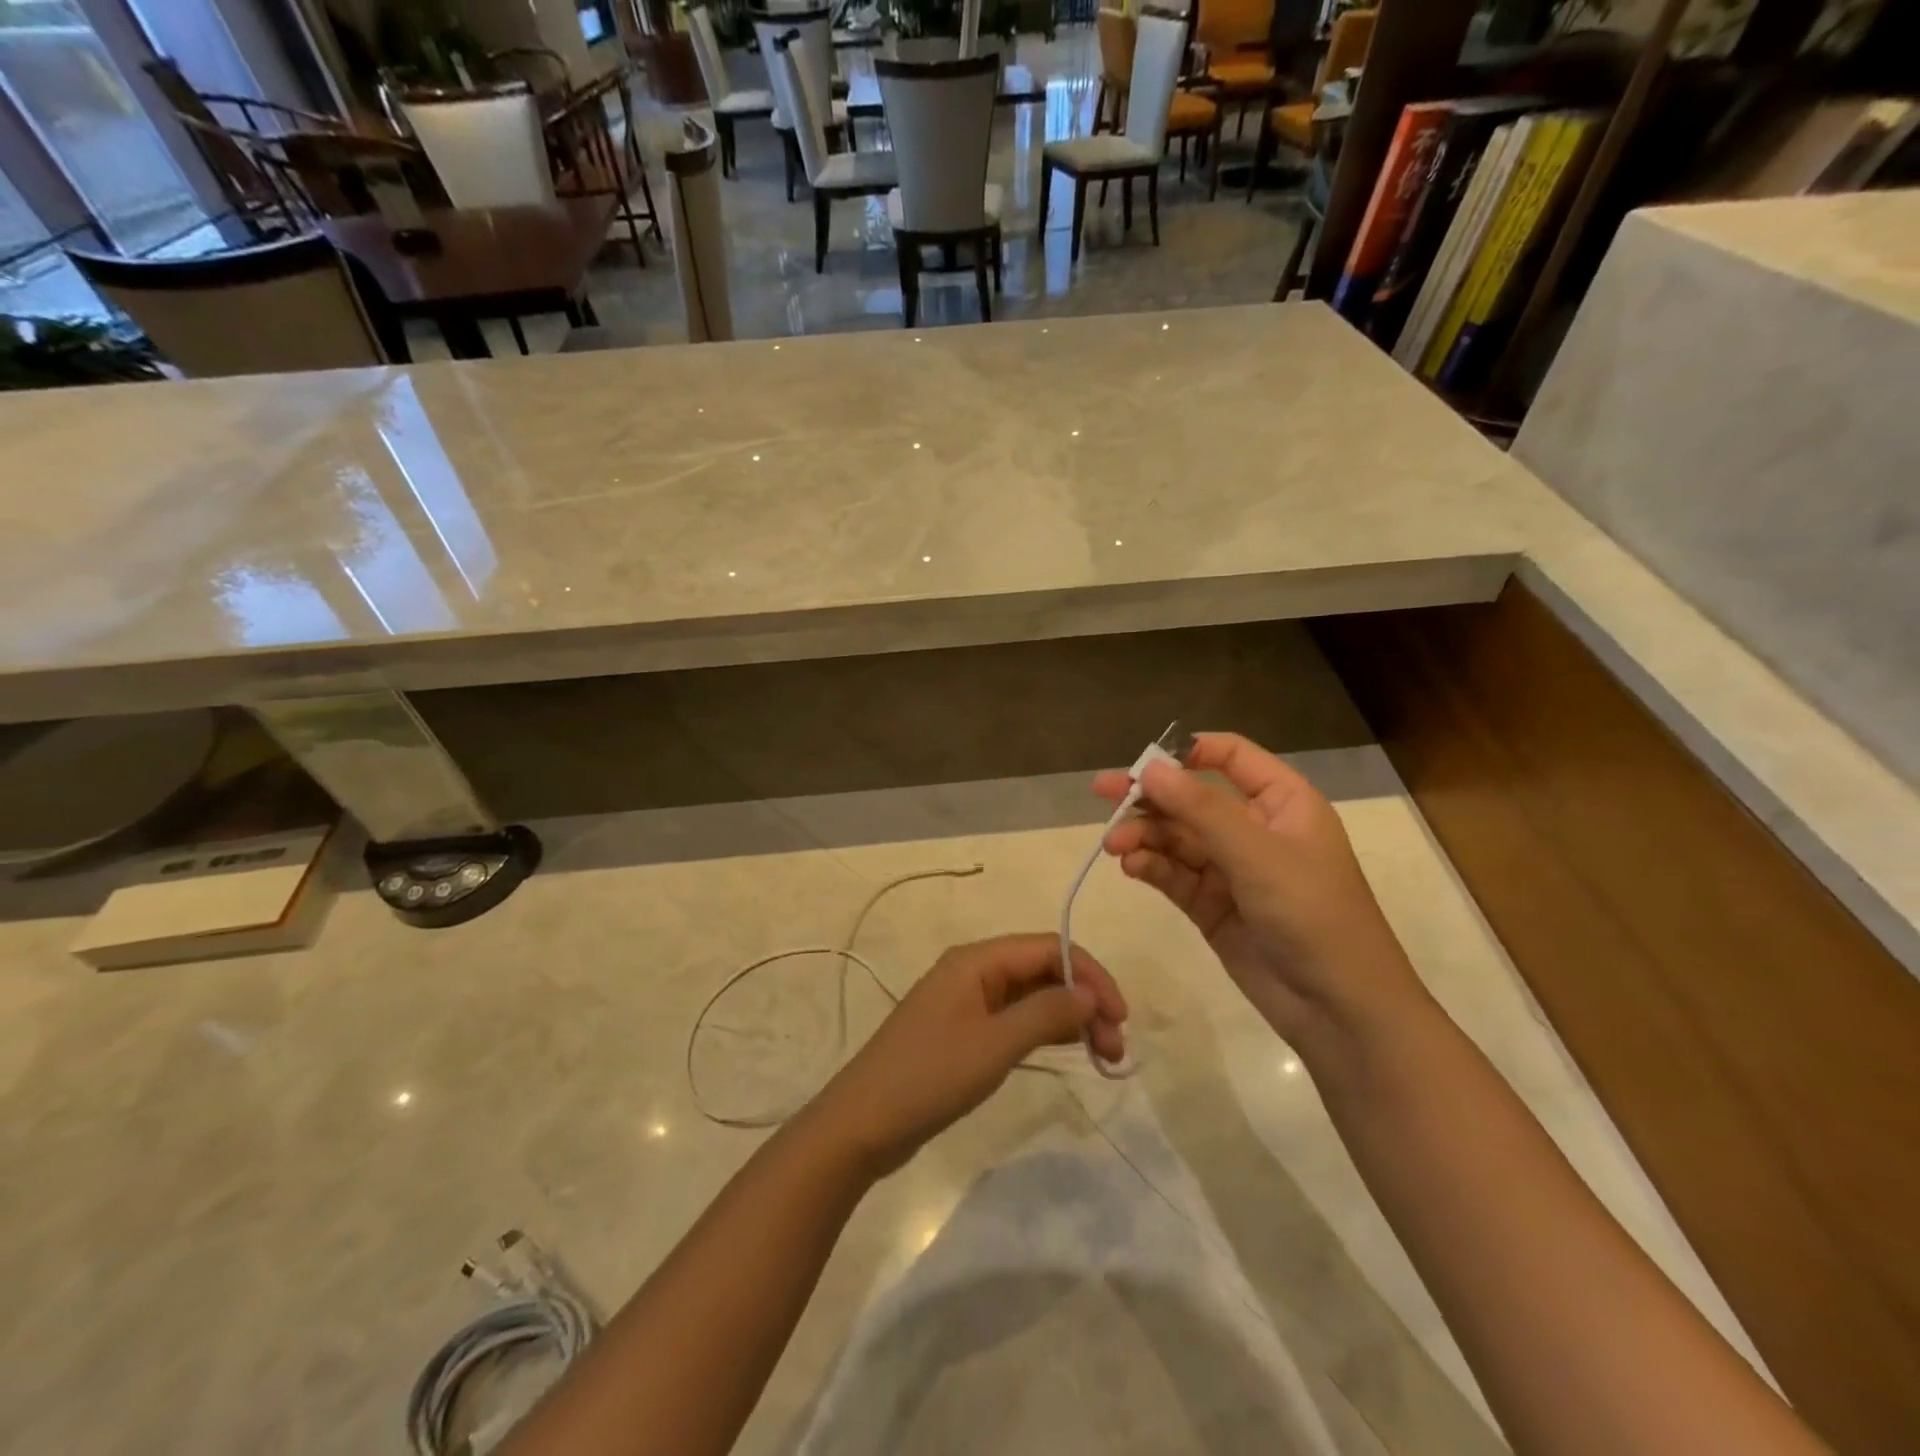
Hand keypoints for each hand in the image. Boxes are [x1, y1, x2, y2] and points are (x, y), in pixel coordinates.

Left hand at [811, 934, 1127, 1176]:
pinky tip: (1070, 1051)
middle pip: (1042, 970)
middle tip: (1115, 1047)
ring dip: (1068, 1018)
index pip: (1048, 948)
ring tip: (1104, 1054)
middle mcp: (973, 971)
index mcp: (977, 960)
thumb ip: (1046, 1014)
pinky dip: (1044, 1032)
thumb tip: (1089, 993)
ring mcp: (967, 1002)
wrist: (864, 1123)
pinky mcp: (964, 1031)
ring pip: (1031, 996)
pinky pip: (1015, 1019)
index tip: (1121, 1015)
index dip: (1090, 974)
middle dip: (1083, 1000)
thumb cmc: (930, 1077)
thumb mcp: (995, 1044)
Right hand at [1093, 732, 1422, 1041]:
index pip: (1231, 756)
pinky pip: (1173, 874)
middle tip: (1103, 794)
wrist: (1338, 1008)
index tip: (1145, 762)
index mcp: (1281, 802)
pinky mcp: (1211, 905)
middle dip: (1149, 797)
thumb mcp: (1257, 854)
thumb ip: (1200, 809)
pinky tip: (1131, 866)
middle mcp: (1254, 828)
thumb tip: (1150, 768)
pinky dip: (1151, 866)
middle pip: (1192, 798)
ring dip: (1144, 835)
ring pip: (1176, 837)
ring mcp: (1230, 869)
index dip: (1188, 751)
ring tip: (1115, 845)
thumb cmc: (1311, 913)